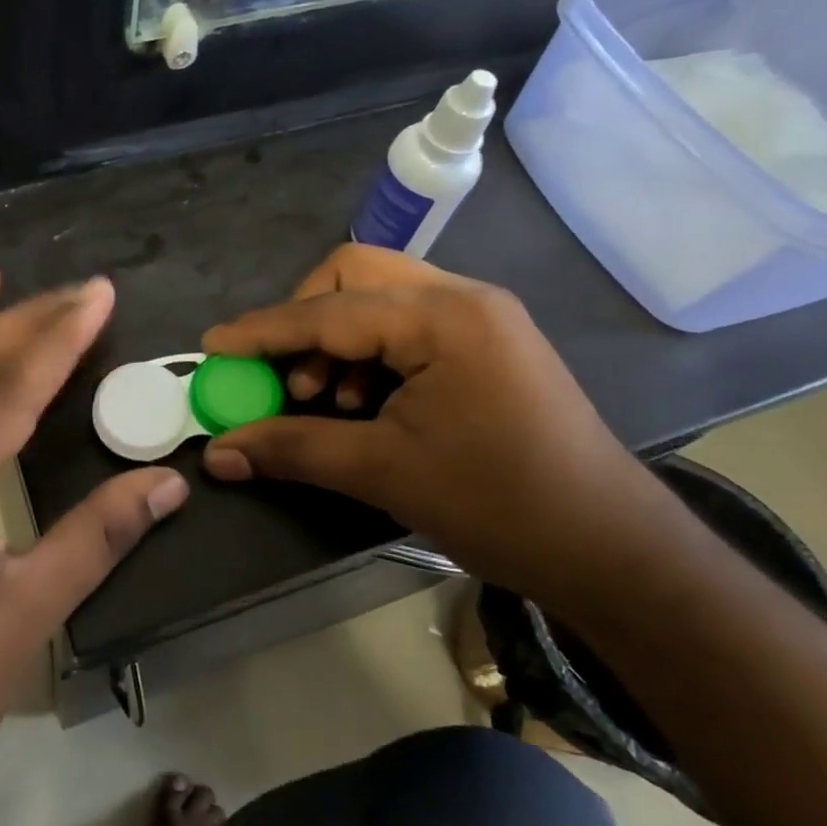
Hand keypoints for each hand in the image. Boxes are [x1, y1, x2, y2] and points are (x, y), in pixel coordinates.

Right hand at [199, 245, 680, 609]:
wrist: (612, 550)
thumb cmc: (499, 504)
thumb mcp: (383, 473)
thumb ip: (291, 448)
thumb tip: (217, 453)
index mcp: (443, 317)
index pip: (329, 311)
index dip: (264, 330)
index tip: (213, 347)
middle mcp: (462, 297)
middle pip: (354, 275)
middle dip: (305, 318)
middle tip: (284, 373)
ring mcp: (479, 316)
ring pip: (378, 297)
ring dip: (336, 338)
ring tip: (323, 397)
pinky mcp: (485, 342)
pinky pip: (405, 323)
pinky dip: (368, 352)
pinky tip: (362, 402)